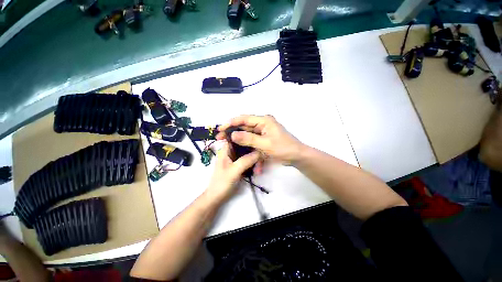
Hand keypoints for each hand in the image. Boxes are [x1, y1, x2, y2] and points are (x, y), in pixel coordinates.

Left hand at [204, 142, 259, 202]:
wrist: (217, 197)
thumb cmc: (222, 183)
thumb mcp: (234, 171)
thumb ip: (246, 161)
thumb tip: (259, 152)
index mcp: (225, 150)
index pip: (235, 137)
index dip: (244, 134)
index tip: (256, 136)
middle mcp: (230, 152)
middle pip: (243, 145)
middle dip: (252, 149)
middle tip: (261, 155)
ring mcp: (234, 158)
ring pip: (246, 153)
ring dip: (253, 157)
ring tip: (260, 165)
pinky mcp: (238, 165)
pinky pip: (247, 160)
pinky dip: (252, 162)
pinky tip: (258, 167)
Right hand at [217, 115, 304, 166]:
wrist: (296, 156)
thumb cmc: (283, 148)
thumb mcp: (265, 144)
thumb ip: (248, 139)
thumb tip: (232, 135)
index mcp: (264, 121)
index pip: (244, 118)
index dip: (231, 123)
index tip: (220, 128)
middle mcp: (262, 124)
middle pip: (244, 126)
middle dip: (232, 132)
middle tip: (220, 137)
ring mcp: (263, 131)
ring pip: (247, 134)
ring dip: (238, 139)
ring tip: (226, 143)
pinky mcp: (263, 138)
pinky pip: (252, 141)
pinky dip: (247, 146)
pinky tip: (241, 151)